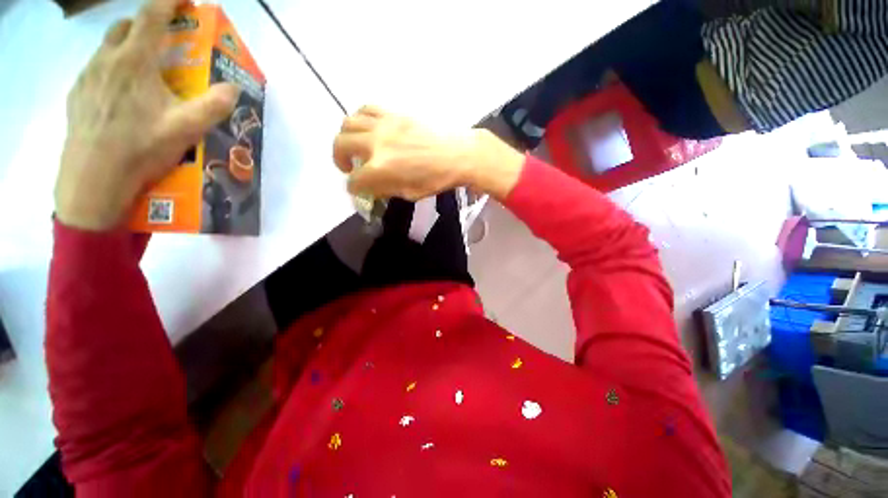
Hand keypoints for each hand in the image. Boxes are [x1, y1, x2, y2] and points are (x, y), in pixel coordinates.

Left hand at [55, 0, 238, 230]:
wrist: (93, 180)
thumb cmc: (139, 149)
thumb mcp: (185, 129)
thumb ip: (213, 105)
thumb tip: (233, 88)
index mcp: (134, 62)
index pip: (151, 16)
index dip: (168, 0)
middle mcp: (106, 60)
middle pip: (124, 27)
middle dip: (144, 24)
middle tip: (161, 41)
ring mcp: (87, 77)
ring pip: (107, 47)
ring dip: (126, 47)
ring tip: (141, 70)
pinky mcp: (76, 95)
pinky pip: (95, 69)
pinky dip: (110, 69)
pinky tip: (119, 94)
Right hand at [332, 106, 524, 200]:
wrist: (459, 153)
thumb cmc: (438, 178)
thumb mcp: (410, 193)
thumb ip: (386, 189)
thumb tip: (371, 186)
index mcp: (381, 169)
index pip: (355, 180)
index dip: (354, 188)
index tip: (359, 189)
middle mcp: (376, 143)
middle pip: (341, 145)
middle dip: (339, 160)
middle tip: (349, 167)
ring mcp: (384, 125)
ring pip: (348, 123)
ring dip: (345, 137)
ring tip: (355, 146)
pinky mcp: (393, 113)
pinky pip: (366, 109)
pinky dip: (360, 119)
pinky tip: (368, 129)